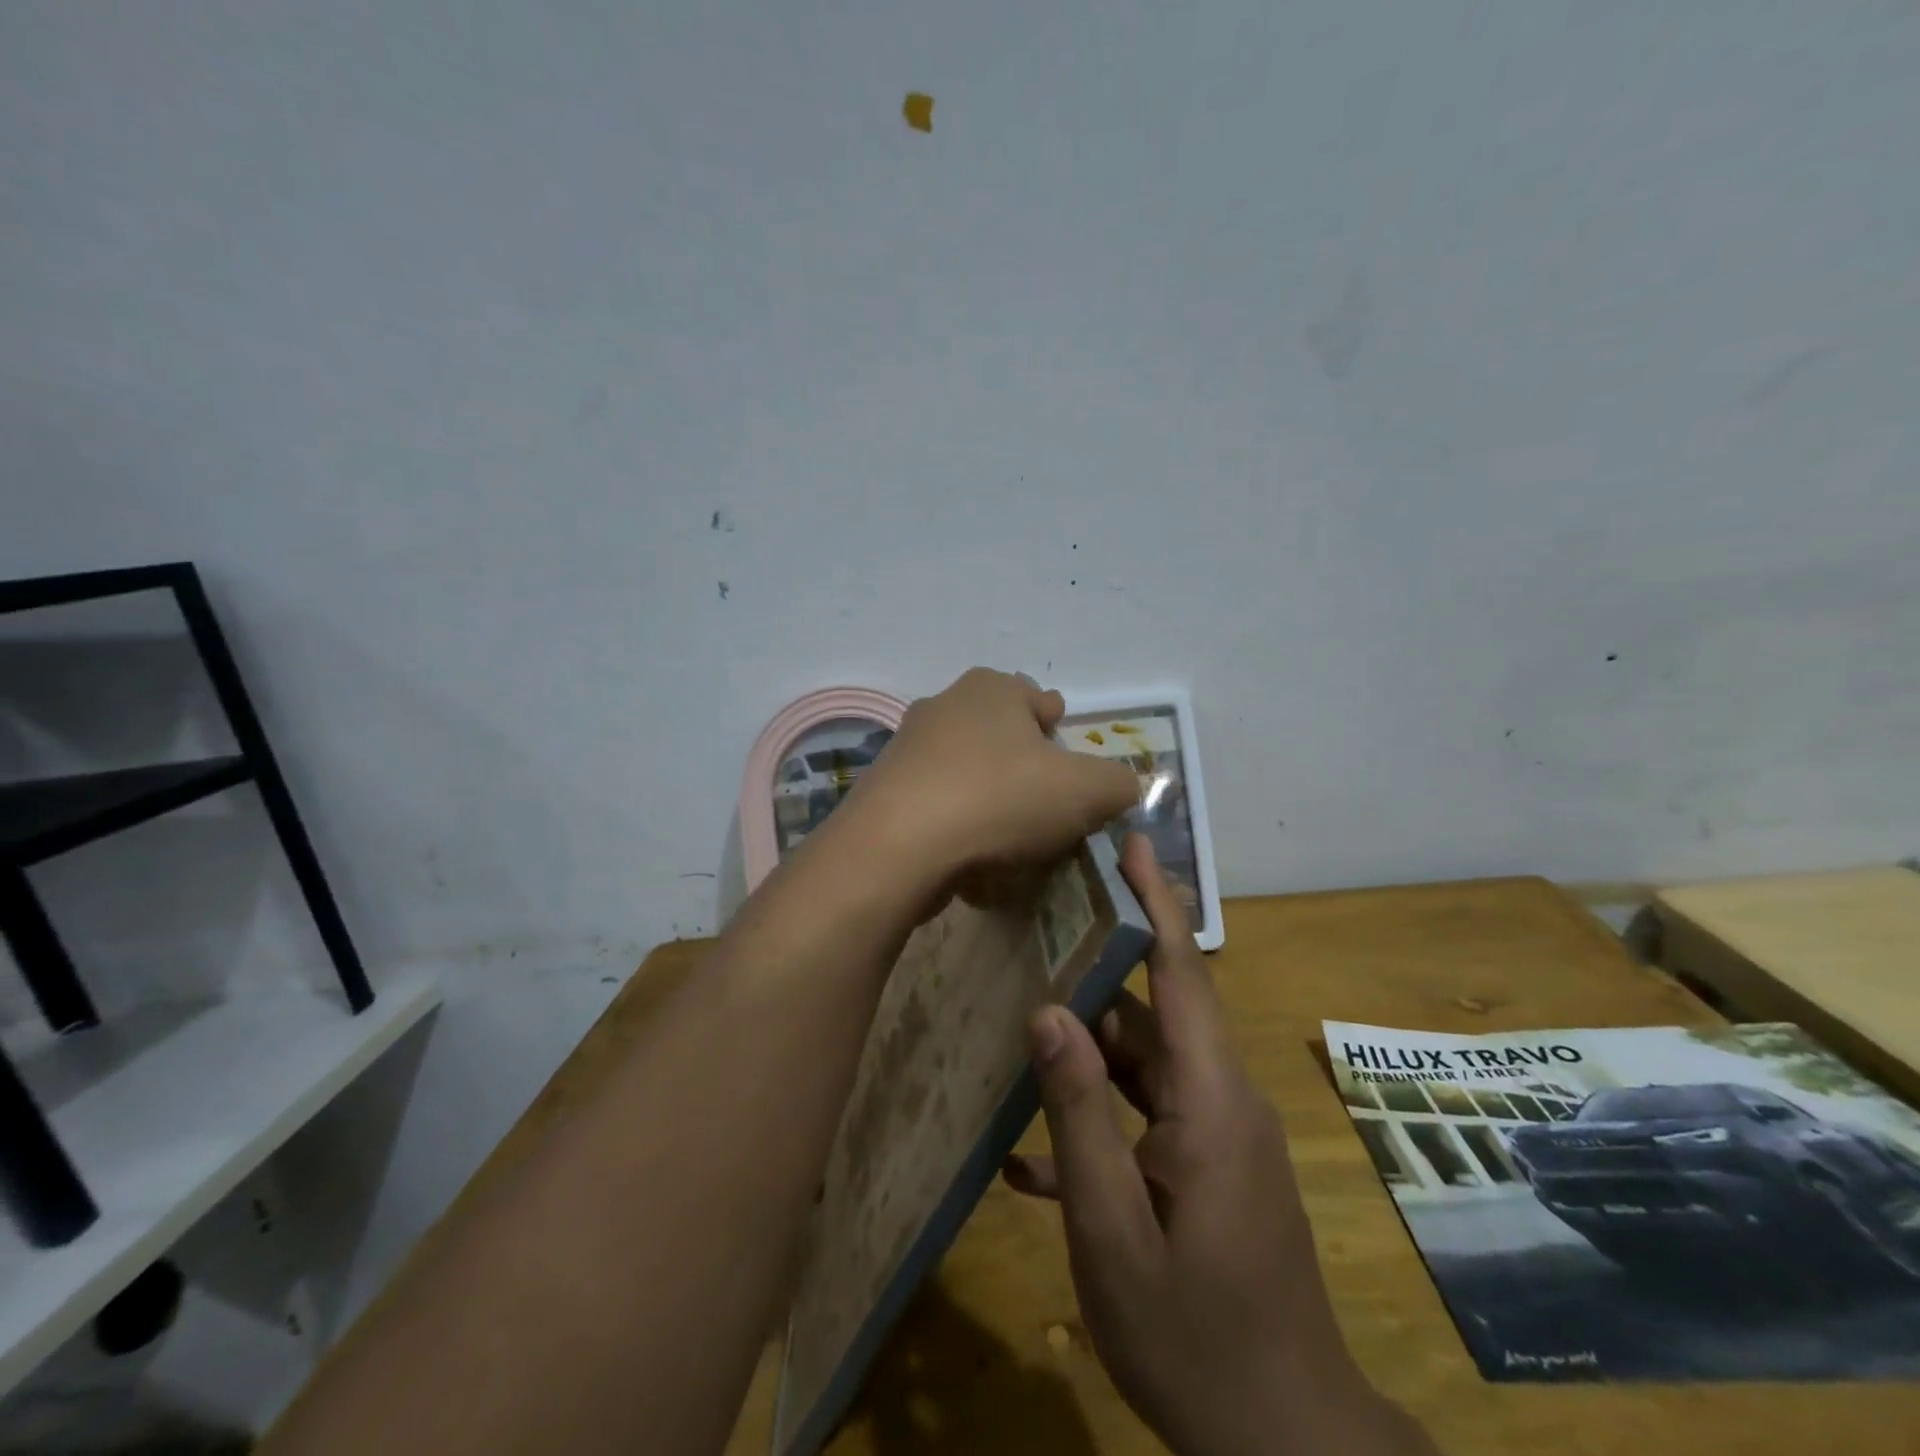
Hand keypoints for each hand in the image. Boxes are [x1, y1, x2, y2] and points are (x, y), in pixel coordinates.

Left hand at [837, 668, 1138, 891]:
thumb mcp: (1086, 791)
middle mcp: (945, 705)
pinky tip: (969, 858)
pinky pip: (937, 804)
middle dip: (1025, 769)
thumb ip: (1117, 783)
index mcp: (992, 688)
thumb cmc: (1001, 799)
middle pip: (1002, 736)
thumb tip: (1120, 787)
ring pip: (967, 770)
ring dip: (989, 798)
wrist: (899, 846)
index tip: (1068, 775)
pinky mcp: (885, 789)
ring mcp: (908, 747)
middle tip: (1043, 809)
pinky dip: (956, 825)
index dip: (1062, 738)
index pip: (1041, 703)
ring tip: (1008, 841)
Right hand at [1004, 837, 1436, 1455]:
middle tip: (1040, 920)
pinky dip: (1099, 1116)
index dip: (1157, 900)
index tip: (1134, 841)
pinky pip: (1146, 1116)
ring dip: (1089, 1042)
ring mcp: (1218, 1136)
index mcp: (1210, 1100)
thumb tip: (1048, 1010)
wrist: (1288, 1447)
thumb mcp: (1114, 1231)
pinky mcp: (1209, 1167)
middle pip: (1156, 1009)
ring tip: (1022, 1012)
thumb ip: (1078, 1114)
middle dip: (1101, 963)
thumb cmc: (1196, 1339)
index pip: (1181, 970)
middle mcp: (1221, 1100)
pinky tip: (1032, 1151)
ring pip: (1145, 1061)